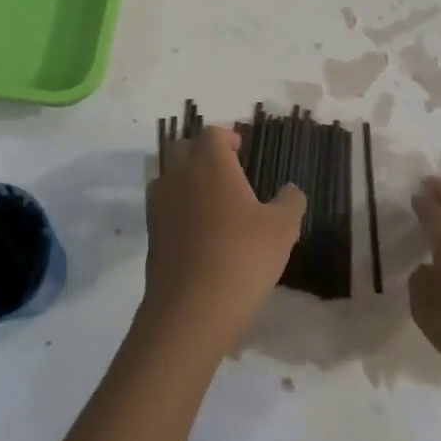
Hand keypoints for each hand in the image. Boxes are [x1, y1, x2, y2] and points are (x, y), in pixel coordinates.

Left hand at [141, 127, 306, 355]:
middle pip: (184, 147)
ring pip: (169, 175)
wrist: (192, 307)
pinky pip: (163, 204)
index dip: (227, 137)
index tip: (240, 150)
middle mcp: (180, 174)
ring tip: (210, 200)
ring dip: (186, 178)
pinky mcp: (150, 230)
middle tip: (224, 171)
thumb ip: (290, 201)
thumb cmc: (243, 256)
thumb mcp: (283, 228)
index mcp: (210, 163)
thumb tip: (291, 189)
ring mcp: (159, 202)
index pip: (212, 133)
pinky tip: (196, 229)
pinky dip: (177, 206)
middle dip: (201, 152)